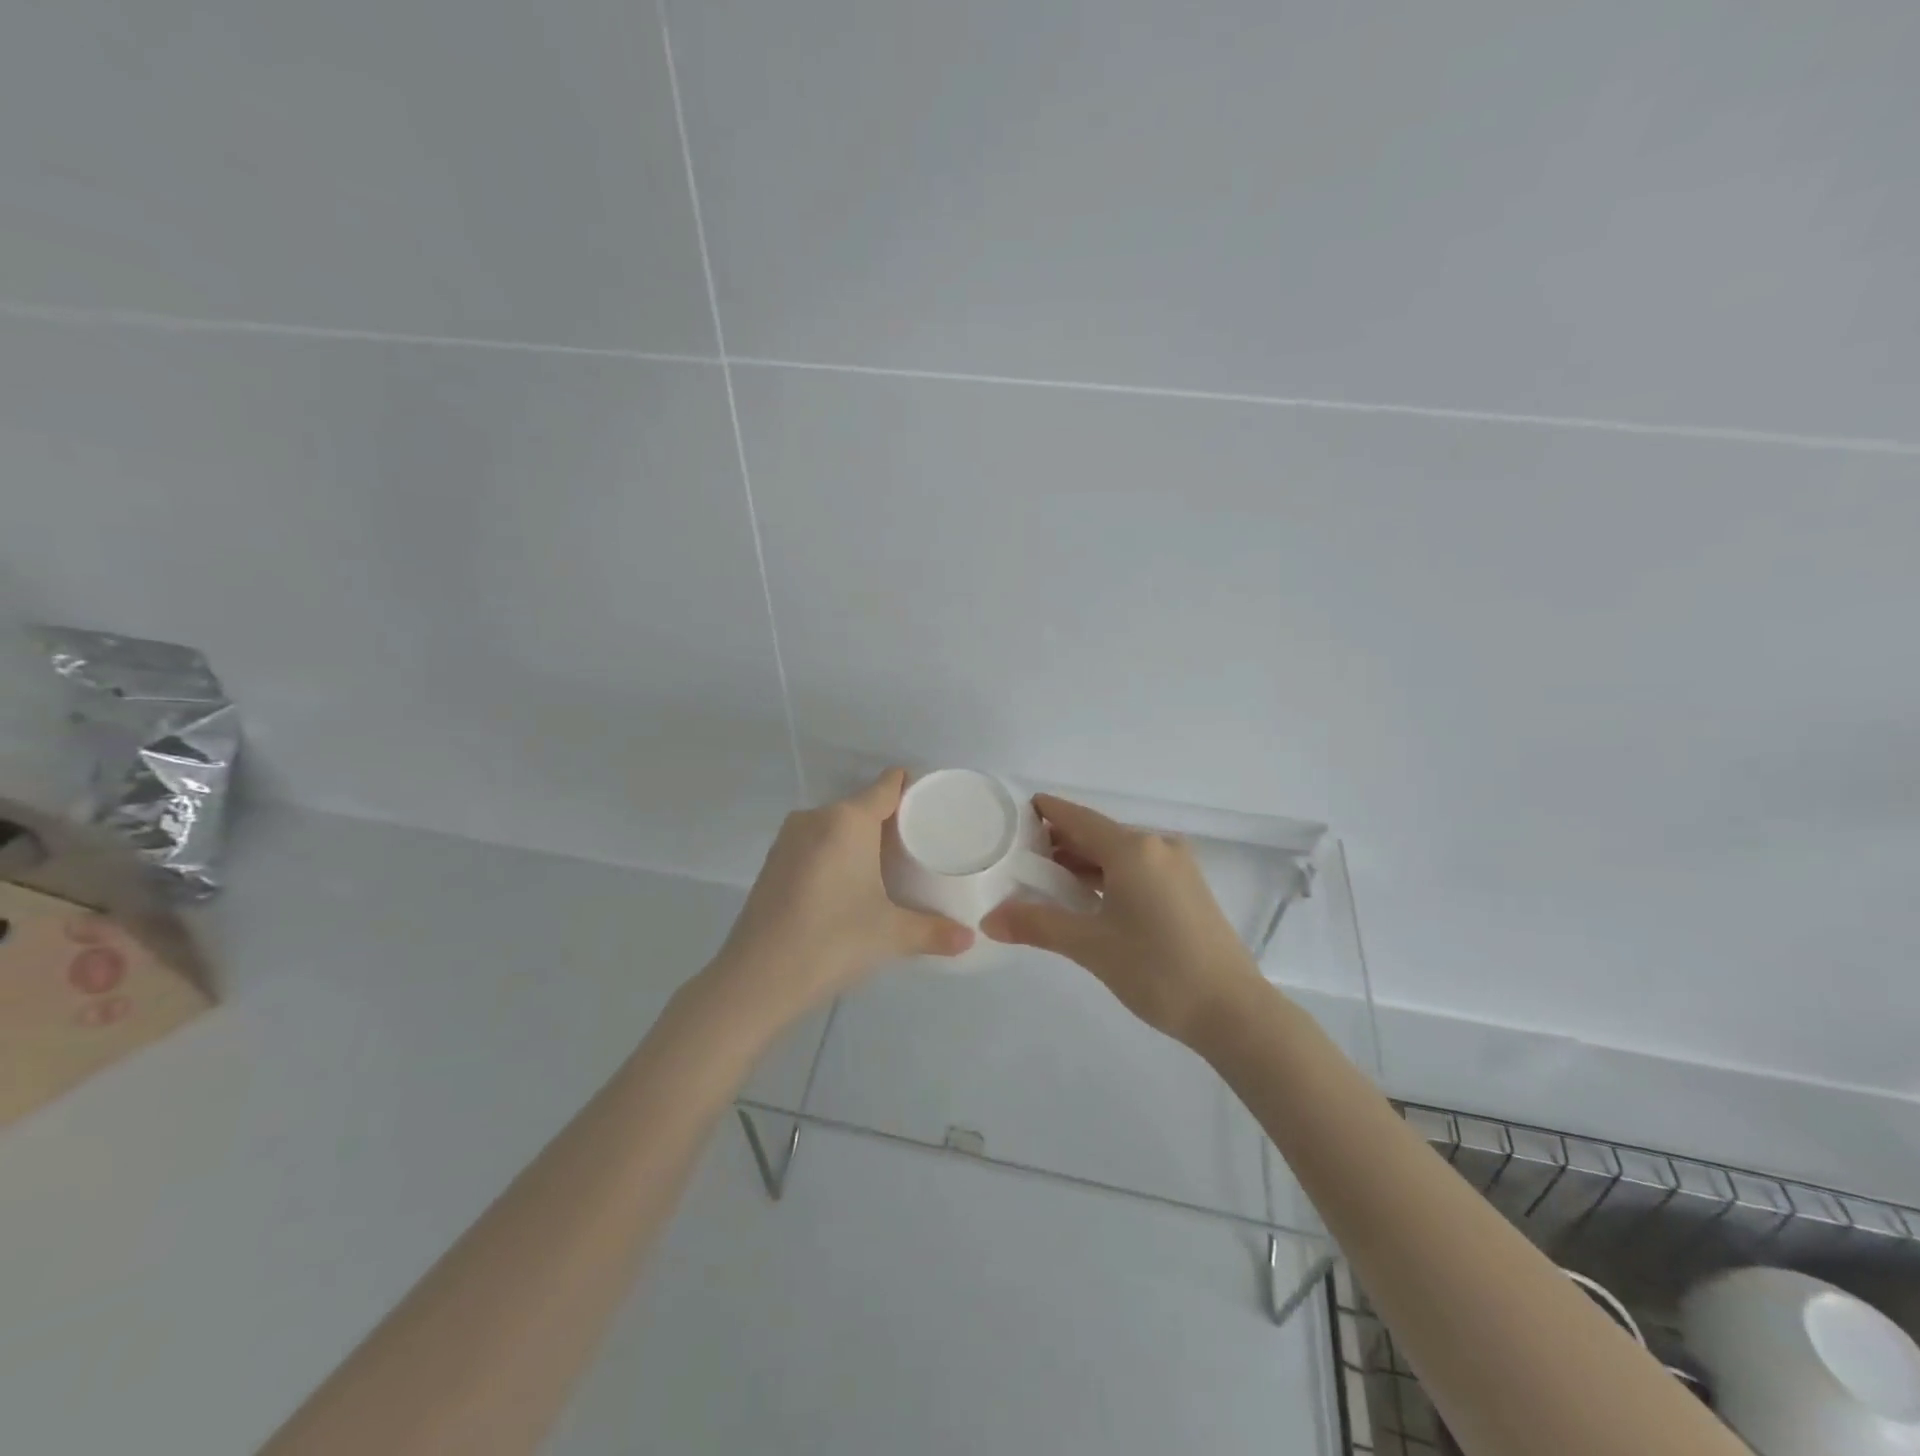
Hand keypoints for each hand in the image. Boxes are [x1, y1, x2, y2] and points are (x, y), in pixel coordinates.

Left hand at [706, 769, 973, 1024]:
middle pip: (863, 805)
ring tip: (887, 868)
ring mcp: (788, 839)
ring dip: (859, 839)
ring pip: (836, 826)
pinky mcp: (772, 863)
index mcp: (848, 820)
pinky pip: (815, 844)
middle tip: (919, 848)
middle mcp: (816, 818)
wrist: (756, 979)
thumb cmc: (832, 941)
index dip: (913, 788)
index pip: (887, 785)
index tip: (934, 806)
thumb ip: (933, 931)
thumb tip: (969, 939)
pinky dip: (835, 854)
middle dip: (890, 821)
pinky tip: (848, 885)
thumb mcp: (891, 935)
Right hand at [981, 795, 1262, 1046]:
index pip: (1076, 817)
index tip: (1011, 815)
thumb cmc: (1157, 970)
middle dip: (1058, 843)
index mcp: (1133, 849)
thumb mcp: (1090, 947)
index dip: (1043, 812)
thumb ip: (1037, 925)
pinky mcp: (1187, 889)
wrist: (1233, 1011)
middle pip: (1096, 834)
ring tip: (1045, 881)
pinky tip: (1088, 898)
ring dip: (1083, 863)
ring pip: (1118, 853)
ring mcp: (1177, 867)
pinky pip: (1137, 869)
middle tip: (1018, 858)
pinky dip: (1108, 876)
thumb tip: (988, 920)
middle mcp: (1157, 846)